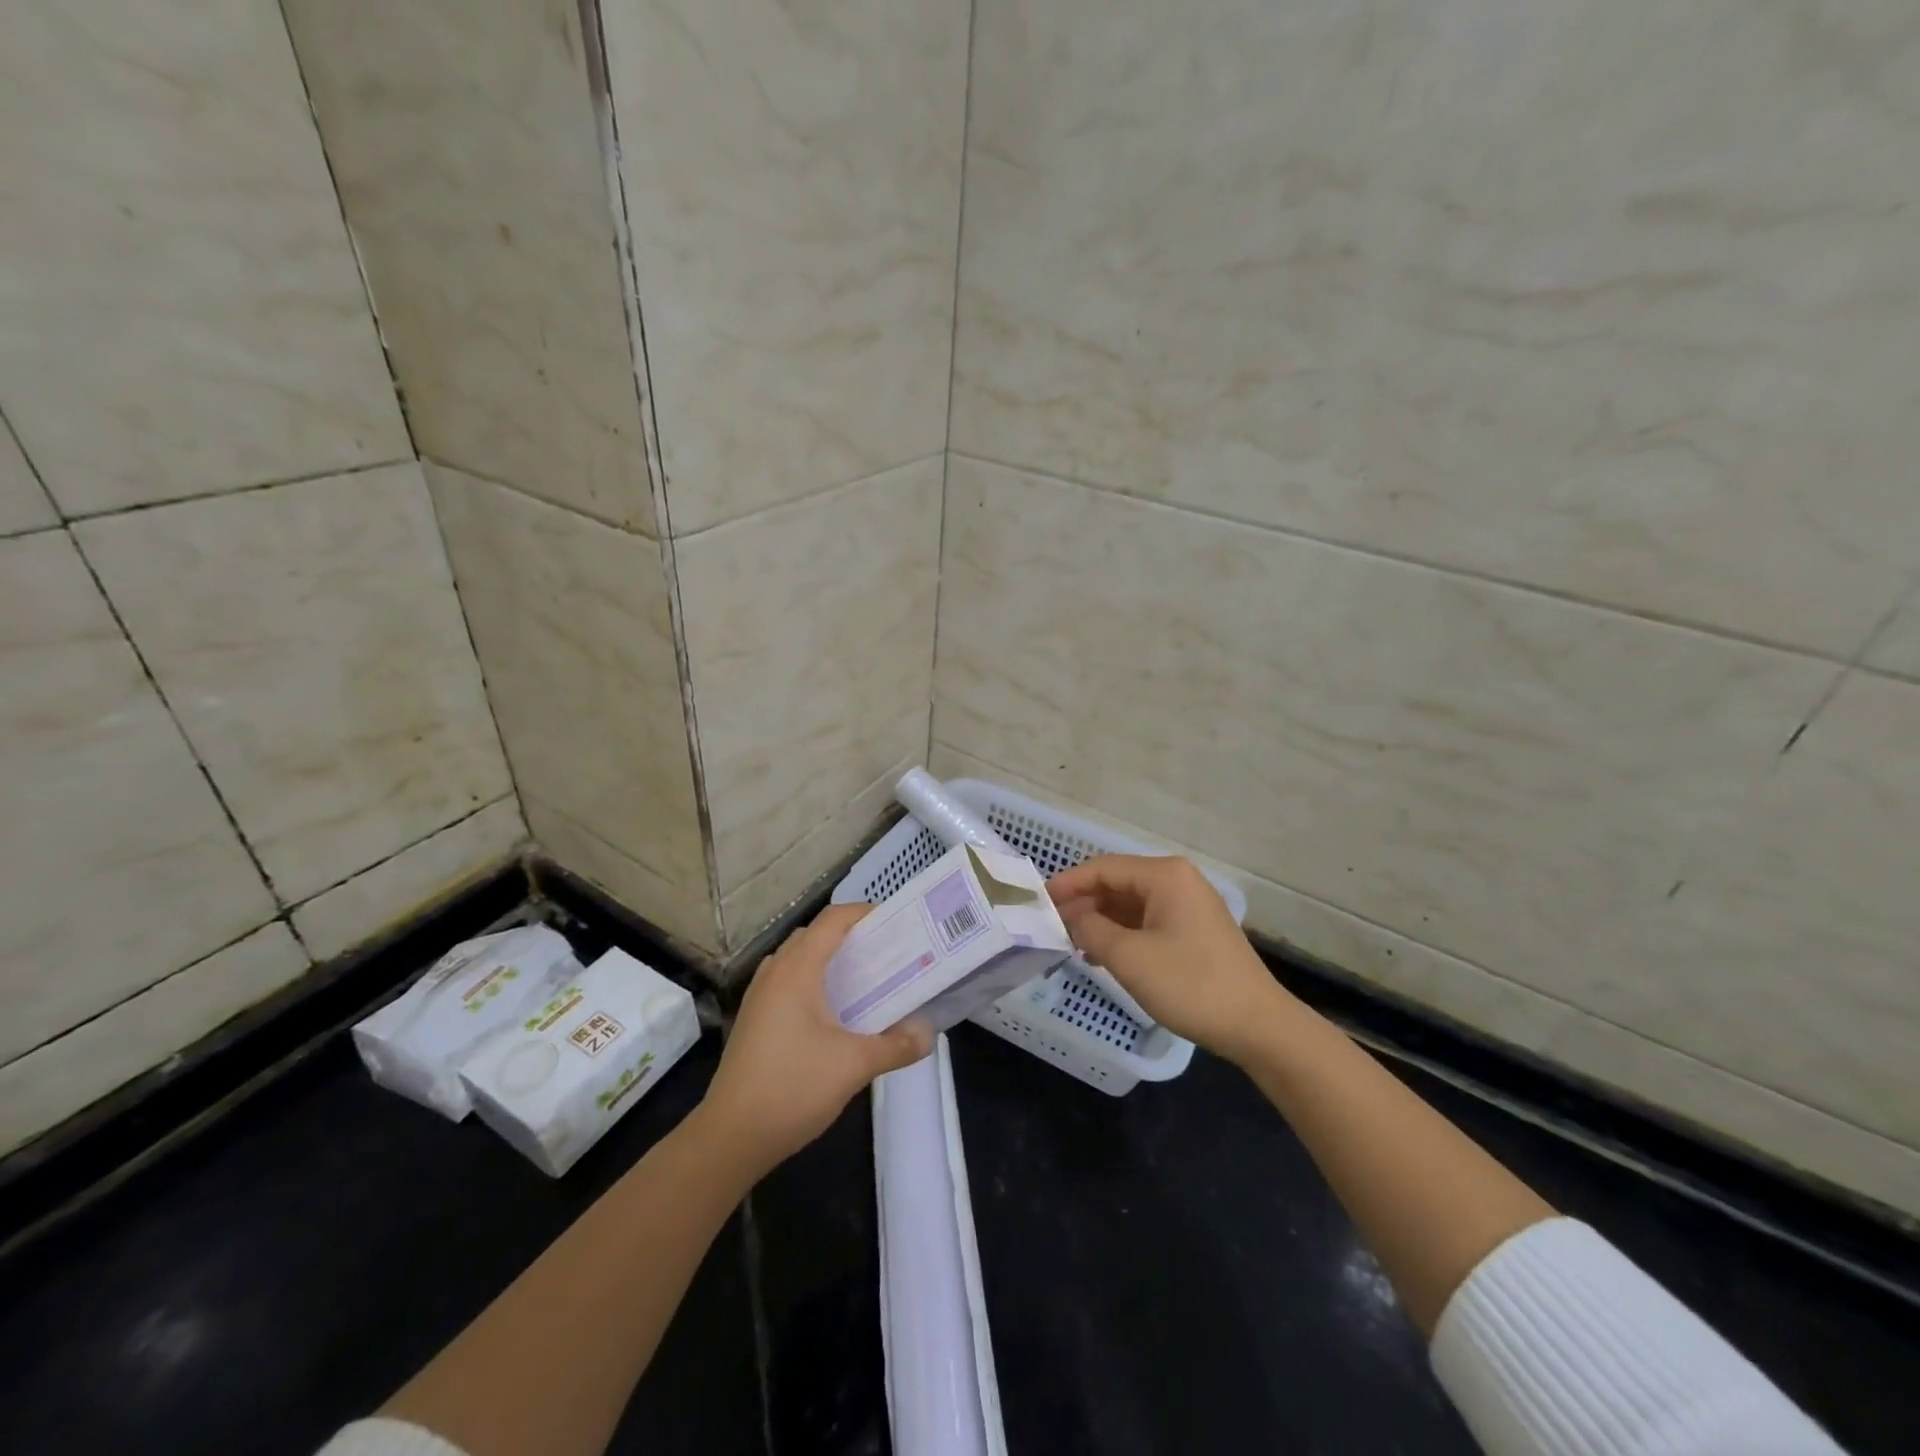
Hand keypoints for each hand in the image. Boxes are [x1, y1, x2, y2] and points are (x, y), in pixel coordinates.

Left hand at [701, 904, 932, 1172]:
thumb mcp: (854, 1065)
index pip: (832, 920)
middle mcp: (774, 973)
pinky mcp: (753, 1020)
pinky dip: (812, 982)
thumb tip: (928, 1033)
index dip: (864, 913)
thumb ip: (896, 1045)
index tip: (895, 923)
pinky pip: (787, 983)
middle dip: (850, 937)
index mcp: (797, 970)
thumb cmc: (793, 1087)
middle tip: (885, 954)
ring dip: (828, 960)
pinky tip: (832, 1015)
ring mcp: (759, 997)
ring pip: (797, 960)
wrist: (730, 1137)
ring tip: (862, 981)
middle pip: (814, 935)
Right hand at [1049, 855, 1294, 1064]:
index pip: (1103, 868)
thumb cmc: (1190, 984)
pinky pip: (1147, 920)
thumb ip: (1090, 929)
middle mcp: (1178, 880)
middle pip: (1117, 883)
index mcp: (1164, 875)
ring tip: (1072, 943)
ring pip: (1131, 903)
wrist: (1258, 1026)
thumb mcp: (1129, 957)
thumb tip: (1069, 916)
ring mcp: (1189, 905)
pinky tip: (1102, 955)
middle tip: (1051, 927)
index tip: (1038, 903)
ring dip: (1100, 921)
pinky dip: (1122, 933)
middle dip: (1083, 903)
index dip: (1067, 884)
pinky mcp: (1195, 930)